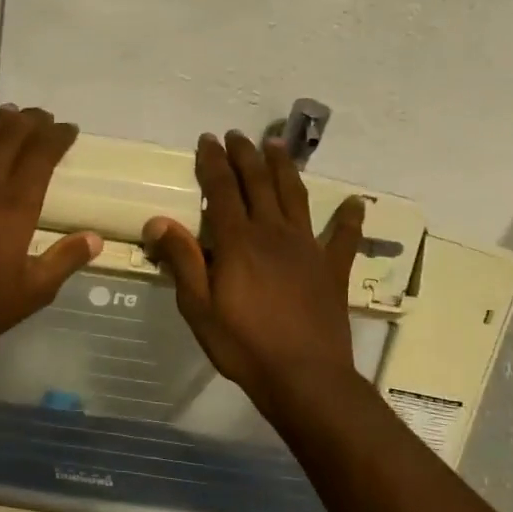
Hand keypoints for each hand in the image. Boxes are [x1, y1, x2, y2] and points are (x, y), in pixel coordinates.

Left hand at [0, 106, 102, 365]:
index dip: (56, 137)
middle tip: (41, 115)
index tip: (68, 128)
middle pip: (8, 141)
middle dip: (28, 123)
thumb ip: (65, 260)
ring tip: (5, 112)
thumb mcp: (33, 292)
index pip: (40, 157)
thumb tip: (96, 238)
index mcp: (15, 207)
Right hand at [143, 131, 364, 413]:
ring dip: (285, 168)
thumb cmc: (243, 345)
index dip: (213, 162)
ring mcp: (308, 248)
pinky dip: (349, 218)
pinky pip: (343, 236)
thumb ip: (182, 261)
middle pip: (259, 183)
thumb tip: (158, 221)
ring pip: (295, 196)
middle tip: (237, 135)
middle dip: (246, 156)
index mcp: (238, 241)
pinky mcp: (332, 268)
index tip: (207, 140)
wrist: (304, 376)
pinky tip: (354, 203)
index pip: (221, 190)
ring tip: (277, 146)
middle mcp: (273, 233)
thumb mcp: (198, 308)